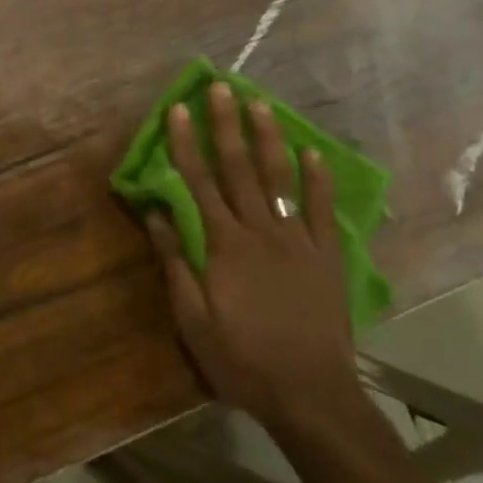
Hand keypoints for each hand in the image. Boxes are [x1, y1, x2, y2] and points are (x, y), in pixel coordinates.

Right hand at [145, 82, 362, 433]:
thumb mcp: (192, 318)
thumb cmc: (240, 358)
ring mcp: (298, 242)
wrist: (310, 394)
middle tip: (220, 88)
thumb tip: (156, 212)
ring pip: (281, 179)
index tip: (176, 110)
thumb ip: (174, 261)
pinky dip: (317, 180)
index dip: (185, 144)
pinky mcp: (327, 257)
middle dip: (226, 126)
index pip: (199, 183)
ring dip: (268, 139)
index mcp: (224, 245)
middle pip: (239, 169)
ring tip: (260, 105)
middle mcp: (261, 232)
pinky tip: (312, 152)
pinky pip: (321, 210)